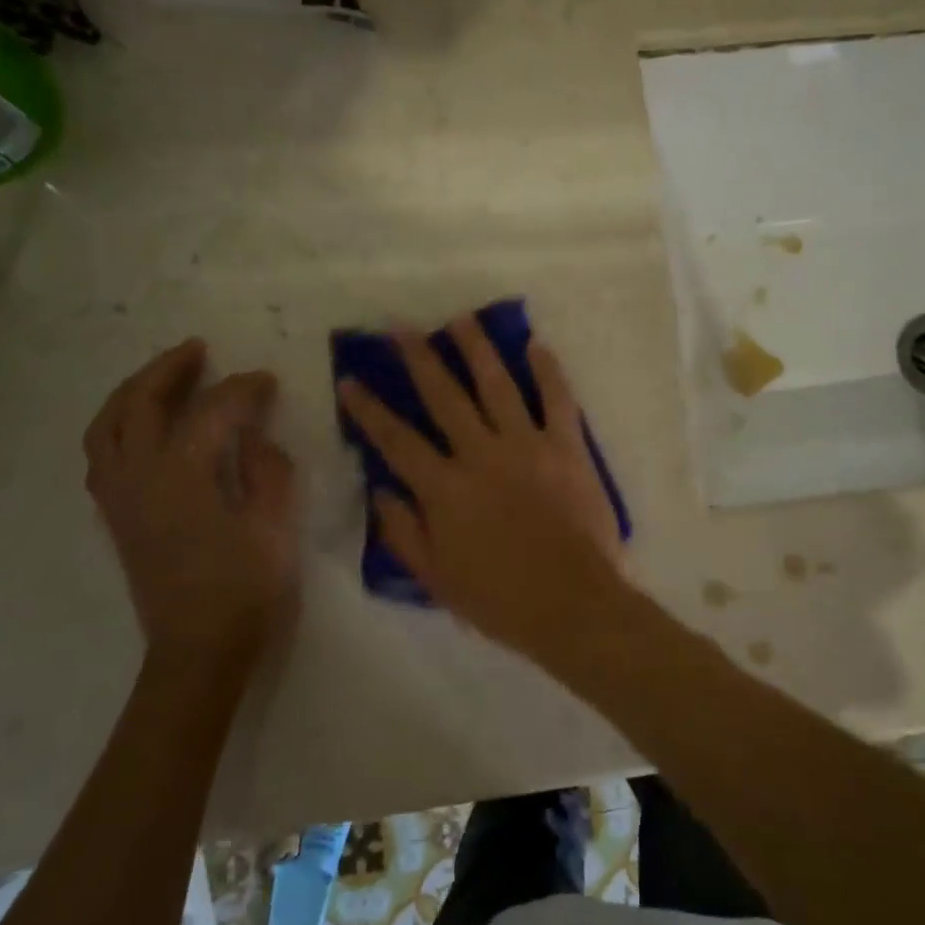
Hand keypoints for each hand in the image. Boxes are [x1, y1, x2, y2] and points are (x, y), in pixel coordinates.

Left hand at [84, 340, 298, 672]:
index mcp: (183, 477)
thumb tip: (258, 439)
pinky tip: (144, 428)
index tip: (268, 380)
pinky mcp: (117, 518)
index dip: (242, 389)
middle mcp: (139, 478)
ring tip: (163, 377)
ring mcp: (120, 499)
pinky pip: (102, 456)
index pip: (211, 412)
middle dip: (168, 370)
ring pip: (106, 428)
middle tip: (198, 350)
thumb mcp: (275, 529)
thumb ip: (269, 473)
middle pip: (138, 405)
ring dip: (132, 393)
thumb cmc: (246, 593)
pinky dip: (118, 427)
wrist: (198, 653)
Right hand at [337, 319, 630, 665]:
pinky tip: (536, 345)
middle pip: (444, 397)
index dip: (369, 409)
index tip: (350, 378)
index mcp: (445, 489)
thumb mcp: (437, 579)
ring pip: (497, 385)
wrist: (574, 605)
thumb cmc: (501, 600)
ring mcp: (527, 446)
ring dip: (477, 349)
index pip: (396, 440)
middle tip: (402, 328)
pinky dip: (547, 370)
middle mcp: (481, 455)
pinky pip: (557, 399)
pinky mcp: (567, 447)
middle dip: (419, 359)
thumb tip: (381, 490)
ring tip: (462, 320)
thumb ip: (404, 532)